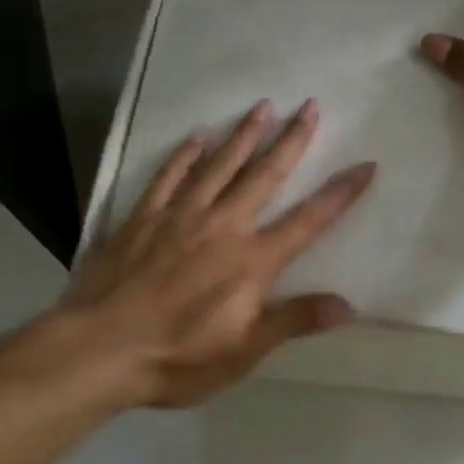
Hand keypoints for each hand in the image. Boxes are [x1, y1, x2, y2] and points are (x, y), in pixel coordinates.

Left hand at [59, 98, 375, 407]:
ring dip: (244, 136)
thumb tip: (349, 305)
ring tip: (263, 107)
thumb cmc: (178, 357)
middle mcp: (222, 227)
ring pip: (219, 166)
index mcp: (252, 260)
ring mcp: (180, 217)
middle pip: (264, 177)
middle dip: (291, 141)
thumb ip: (294, 320)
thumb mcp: (245, 350)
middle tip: (310, 107)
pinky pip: (168, 176)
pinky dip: (185, 155)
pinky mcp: (143, 218)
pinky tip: (197, 136)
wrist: (98, 350)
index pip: (308, 221)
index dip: (340, 194)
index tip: (365, 165)